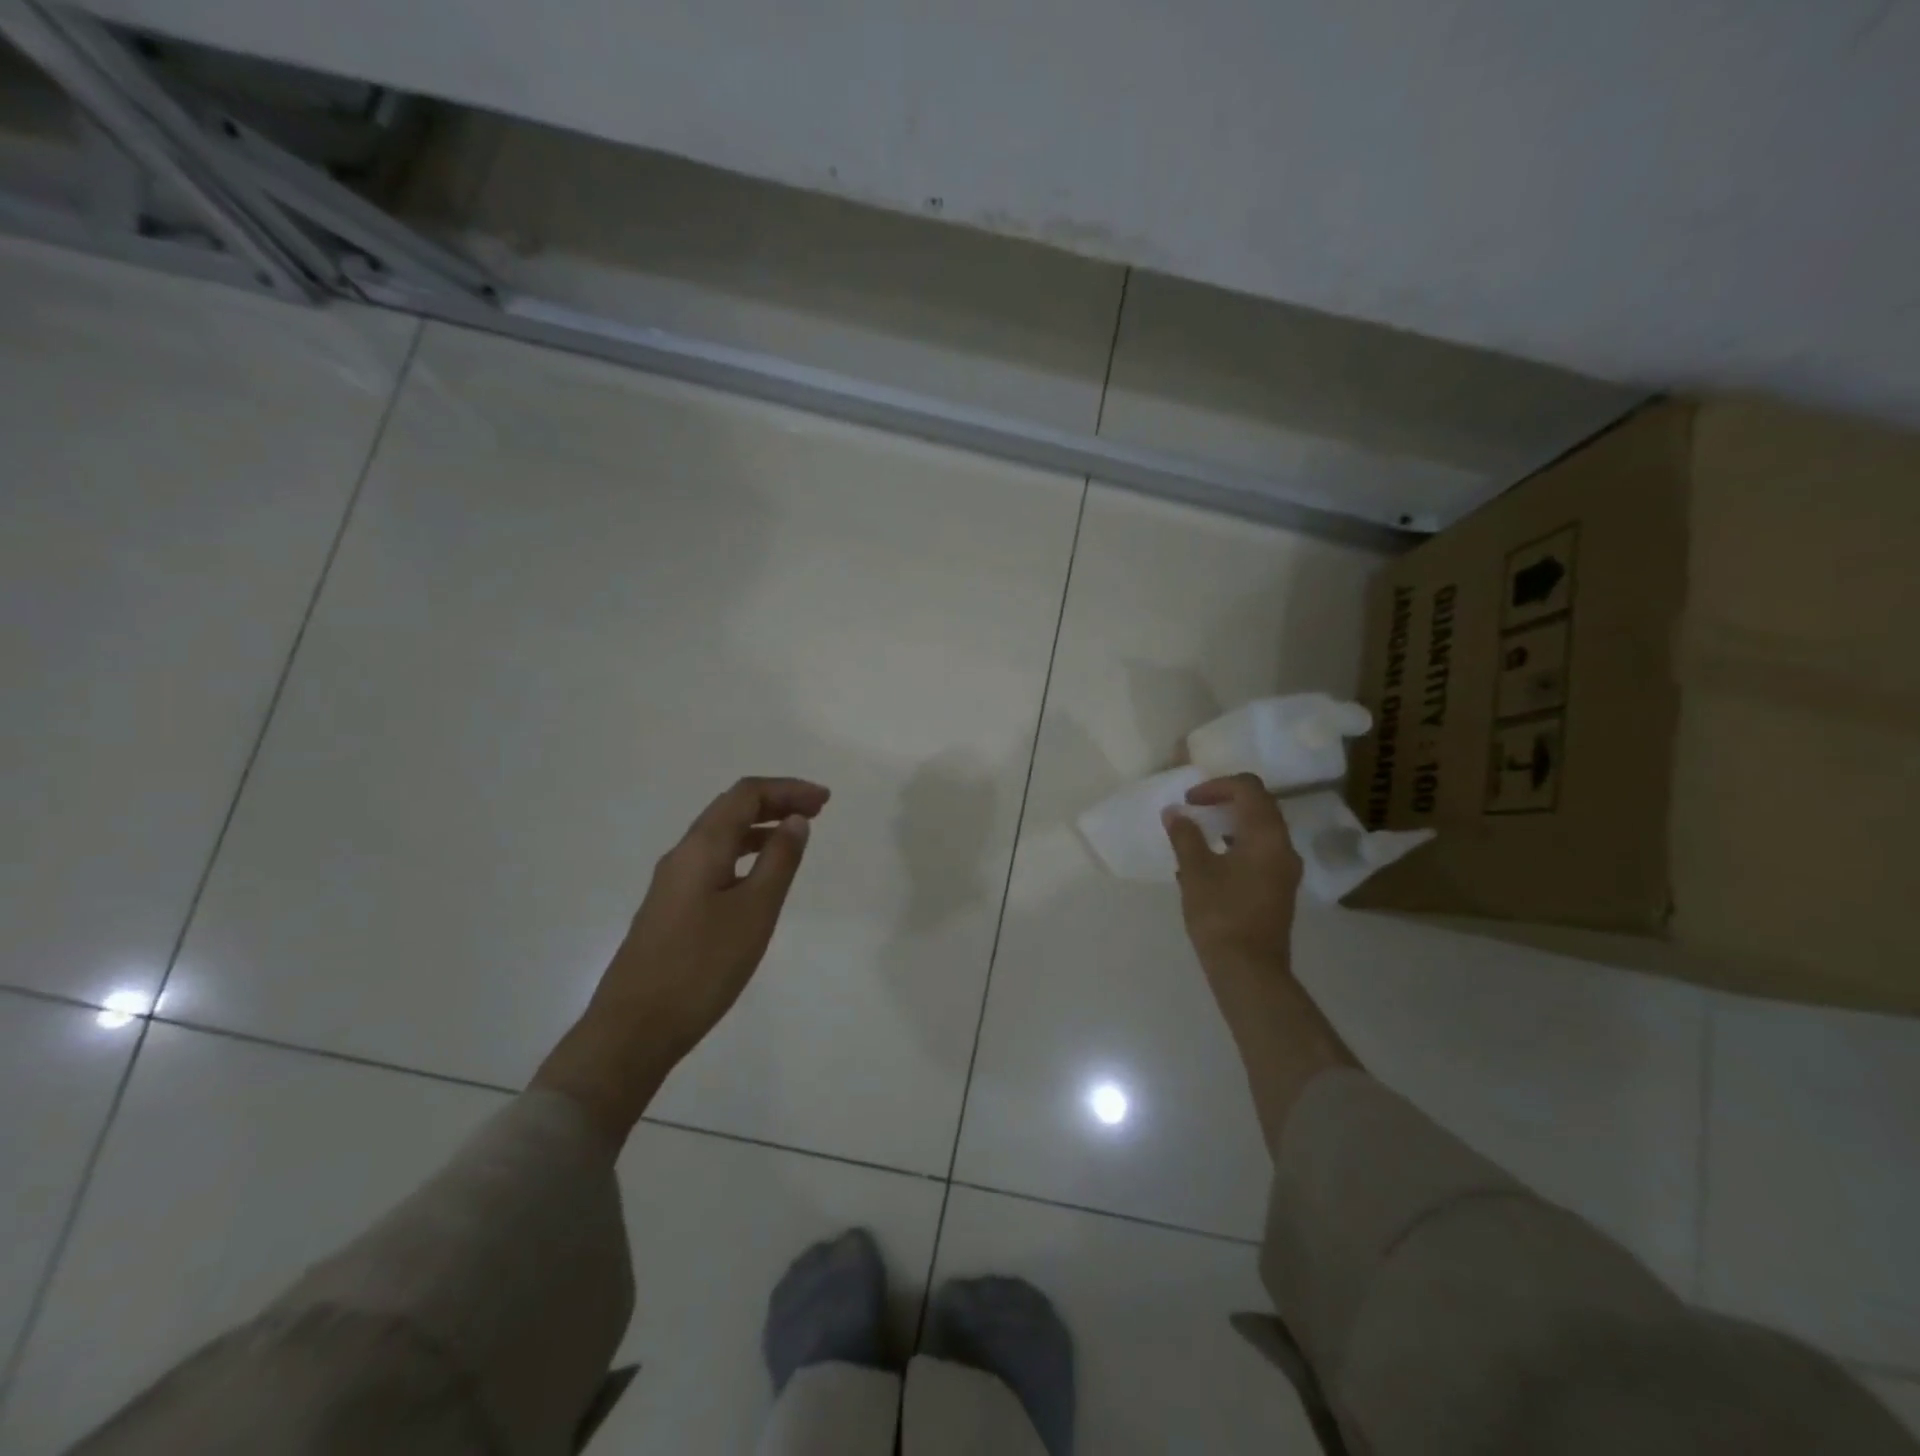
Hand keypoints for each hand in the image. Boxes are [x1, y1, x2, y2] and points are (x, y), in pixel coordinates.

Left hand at [532, 776, 830, 1145]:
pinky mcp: (671, 909)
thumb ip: (778, 861)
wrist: (634, 1029)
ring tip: (795, 838)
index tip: (825, 801)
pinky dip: (744, 854)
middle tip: (817, 811)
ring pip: (720, 837)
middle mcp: (682, 855)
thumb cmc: (702, 966)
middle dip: (775, 803)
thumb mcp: (754, 911)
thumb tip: (795, 821)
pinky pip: (713, 862)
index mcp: (701, 847)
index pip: (746, 795)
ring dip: (760, 828)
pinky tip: (759, 879)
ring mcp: (672, 883)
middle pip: (730, 809)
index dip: (787, 789)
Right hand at [1162, 773, 1302, 979]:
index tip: (1189, 801)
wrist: (1249, 969)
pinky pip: (1261, 853)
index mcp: (1266, 835)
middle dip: (1225, 801)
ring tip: (1199, 837)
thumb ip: (1185, 835)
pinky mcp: (1280, 889)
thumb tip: (1175, 812)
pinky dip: (1237, 846)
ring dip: (1231, 824)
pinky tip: (1210, 865)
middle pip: (1259, 806)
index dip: (1217, 786)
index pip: (1248, 788)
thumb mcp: (1195, 870)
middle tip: (1195, 811)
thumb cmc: (1220, 914)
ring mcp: (1285, 870)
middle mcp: (1283, 847)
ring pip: (1261, 831)